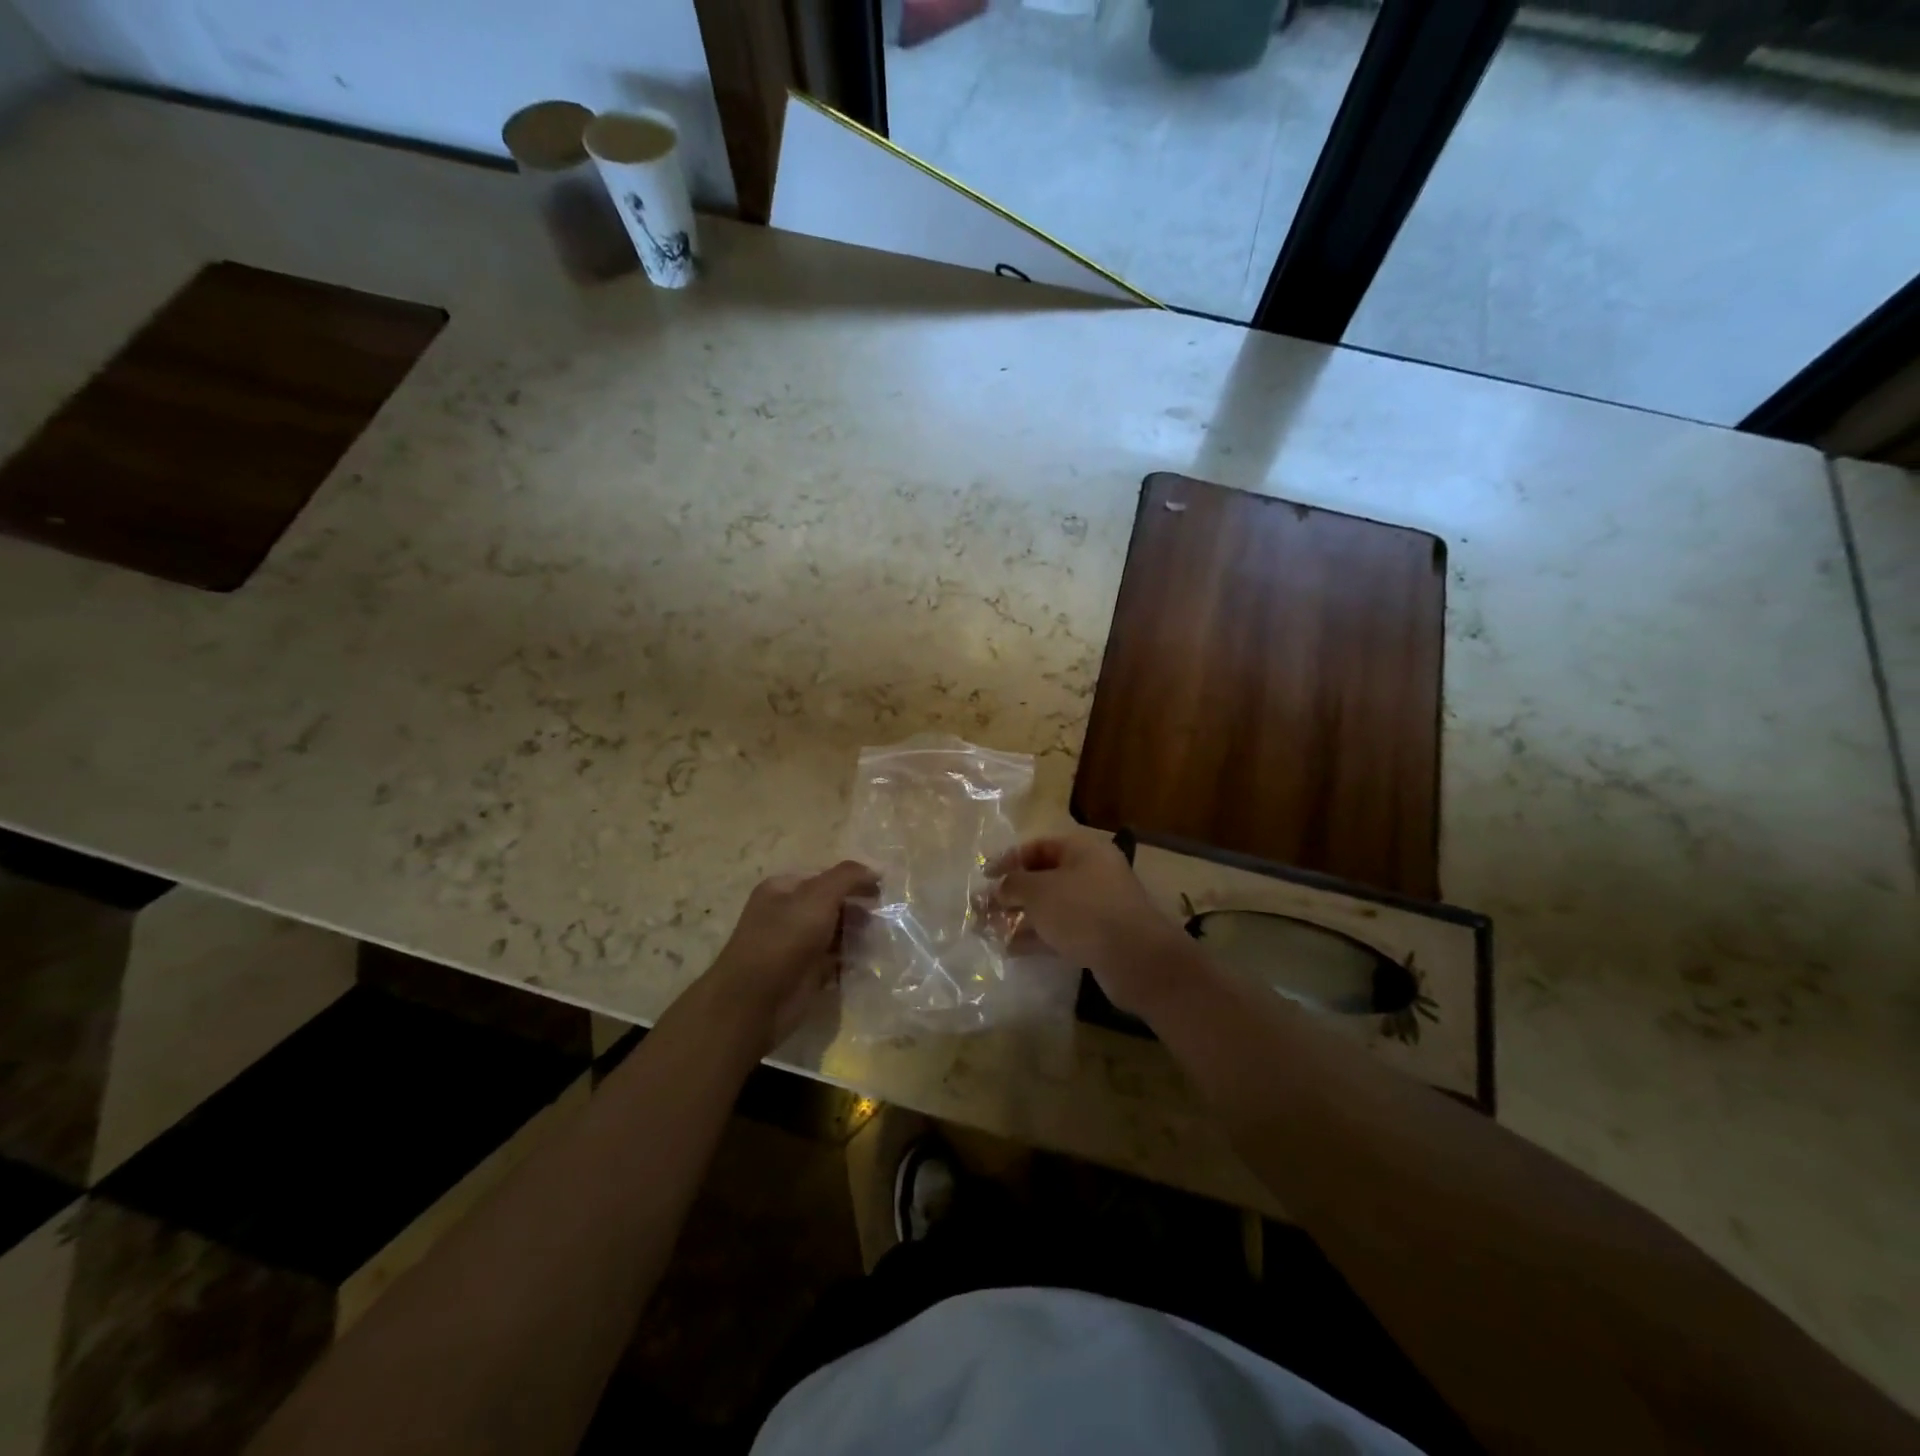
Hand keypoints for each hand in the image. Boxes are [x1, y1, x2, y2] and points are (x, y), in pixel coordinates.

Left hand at [700, 860, 877, 1053]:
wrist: (754, 1001)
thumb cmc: (784, 939)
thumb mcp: (817, 896)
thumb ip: (848, 877)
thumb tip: (876, 870)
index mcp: (783, 889)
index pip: (826, 876)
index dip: (854, 880)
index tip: (882, 891)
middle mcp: (788, 913)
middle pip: (832, 904)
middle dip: (859, 909)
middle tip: (884, 918)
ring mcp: (796, 945)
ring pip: (835, 933)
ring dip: (858, 935)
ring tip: (882, 939)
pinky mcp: (805, 973)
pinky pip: (834, 960)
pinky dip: (851, 960)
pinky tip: (869, 961)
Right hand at [990, 835, 1197, 1018]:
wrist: (1135, 958)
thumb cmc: (1083, 910)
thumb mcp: (1039, 891)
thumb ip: (1013, 885)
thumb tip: (998, 888)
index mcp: (1083, 850)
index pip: (1039, 846)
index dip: (1009, 859)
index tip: (985, 876)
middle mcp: (1093, 873)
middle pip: (1045, 877)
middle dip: (1013, 893)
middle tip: (984, 908)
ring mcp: (1098, 906)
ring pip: (1052, 906)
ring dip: (1022, 917)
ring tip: (991, 930)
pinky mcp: (1100, 936)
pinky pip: (1062, 930)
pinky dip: (1038, 937)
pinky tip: (1012, 949)